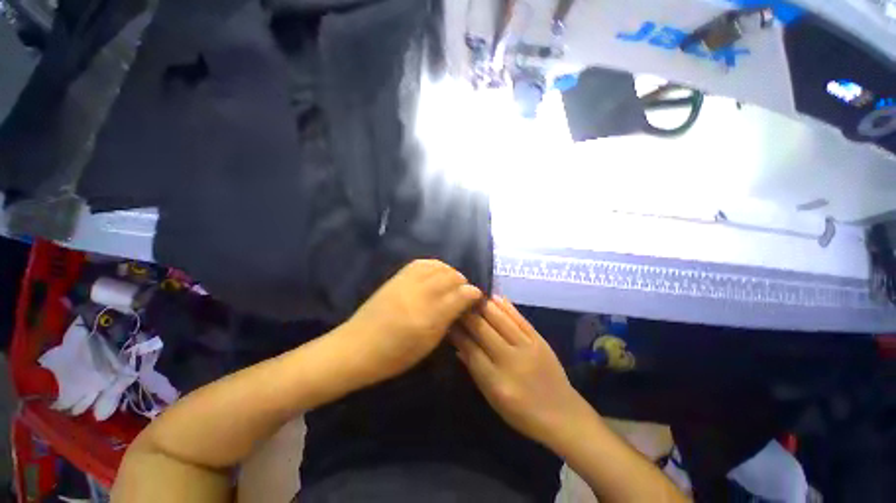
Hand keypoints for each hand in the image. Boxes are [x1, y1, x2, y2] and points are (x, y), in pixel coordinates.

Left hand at [340, 259, 481, 386]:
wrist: (356, 346)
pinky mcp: (396, 277)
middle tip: (463, 292)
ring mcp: (406, 283)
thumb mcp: (427, 344)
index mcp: (429, 317)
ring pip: (437, 266)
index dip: (473, 293)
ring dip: (449, 272)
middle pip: (450, 277)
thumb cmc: (394, 355)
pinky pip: (421, 263)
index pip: (460, 295)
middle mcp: (420, 295)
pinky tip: (435, 273)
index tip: (477, 297)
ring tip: (451, 282)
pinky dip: (434, 266)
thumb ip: (448, 320)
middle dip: (462, 282)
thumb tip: (465, 303)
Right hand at [452, 297, 588, 447]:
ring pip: (500, 319)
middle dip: (466, 314)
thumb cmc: (523, 413)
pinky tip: (494, 297)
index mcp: (497, 381)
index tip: (447, 321)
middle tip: (456, 304)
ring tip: (471, 295)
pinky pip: (519, 318)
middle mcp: (511, 360)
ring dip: (483, 305)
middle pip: (483, 330)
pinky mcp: (539, 339)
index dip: (457, 333)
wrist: (563, 415)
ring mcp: (527, 347)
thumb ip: (475, 370)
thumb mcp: (493, 399)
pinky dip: (505, 306)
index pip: (470, 349)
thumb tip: (458, 345)